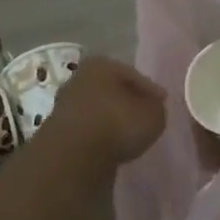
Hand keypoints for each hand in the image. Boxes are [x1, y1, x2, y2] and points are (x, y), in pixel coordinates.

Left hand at [45, 55, 167, 164]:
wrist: (73, 154)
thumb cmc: (117, 123)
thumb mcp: (153, 115)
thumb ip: (155, 108)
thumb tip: (150, 109)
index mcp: (102, 65)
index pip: (133, 75)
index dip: (150, 90)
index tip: (161, 103)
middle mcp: (79, 78)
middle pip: (111, 90)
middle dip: (126, 102)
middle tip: (143, 117)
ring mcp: (65, 104)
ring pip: (96, 109)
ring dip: (110, 120)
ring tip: (126, 136)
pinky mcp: (57, 130)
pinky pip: (87, 129)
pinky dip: (98, 135)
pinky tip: (109, 146)